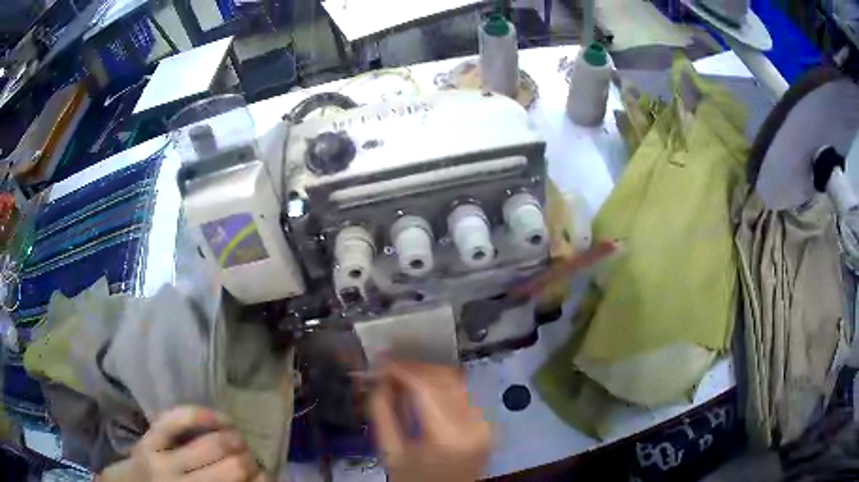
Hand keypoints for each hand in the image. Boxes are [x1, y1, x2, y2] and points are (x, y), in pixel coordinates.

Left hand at [99, 406, 261, 481]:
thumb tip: (261, 477)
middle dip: (250, 459)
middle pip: (233, 466)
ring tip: (238, 440)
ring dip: (235, 438)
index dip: (261, 479)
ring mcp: (163, 459)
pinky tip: (220, 419)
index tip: (264, 476)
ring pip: (212, 442)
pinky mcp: (149, 437)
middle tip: (252, 459)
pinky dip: (203, 414)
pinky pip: (178, 418)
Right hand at [370, 361, 491, 481]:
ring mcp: (486, 423)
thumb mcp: (390, 452)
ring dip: (430, 373)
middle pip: (445, 378)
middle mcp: (474, 424)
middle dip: (415, 368)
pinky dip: (444, 385)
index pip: (426, 386)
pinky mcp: (488, 423)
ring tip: (404, 376)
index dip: (402, 368)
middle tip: (390, 367)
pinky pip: (466, 393)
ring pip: (458, 381)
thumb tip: (380, 379)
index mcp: (448, 436)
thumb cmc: (415, 479)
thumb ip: (382, 413)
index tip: (381, 361)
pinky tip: (425, 389)